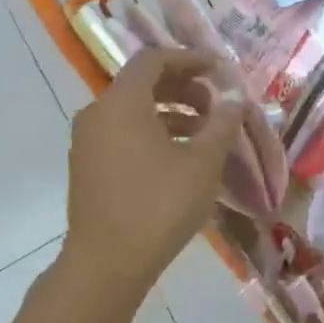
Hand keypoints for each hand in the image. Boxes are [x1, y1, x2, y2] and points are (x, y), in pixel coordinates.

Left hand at [63, 47, 242, 299]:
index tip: (220, 71)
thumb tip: (236, 96)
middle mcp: (98, 113)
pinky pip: (123, 133)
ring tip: (205, 133)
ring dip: (171, 112)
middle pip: (143, 83)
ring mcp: (88, 141)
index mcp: (122, 102)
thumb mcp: (202, 162)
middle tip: (217, 104)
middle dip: (184, 87)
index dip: (190, 59)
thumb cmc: (159, 205)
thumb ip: (222, 122)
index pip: (154, 59)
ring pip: (133, 111)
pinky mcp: (88, 166)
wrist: (107, 264)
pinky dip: (152, 132)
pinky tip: (180, 156)